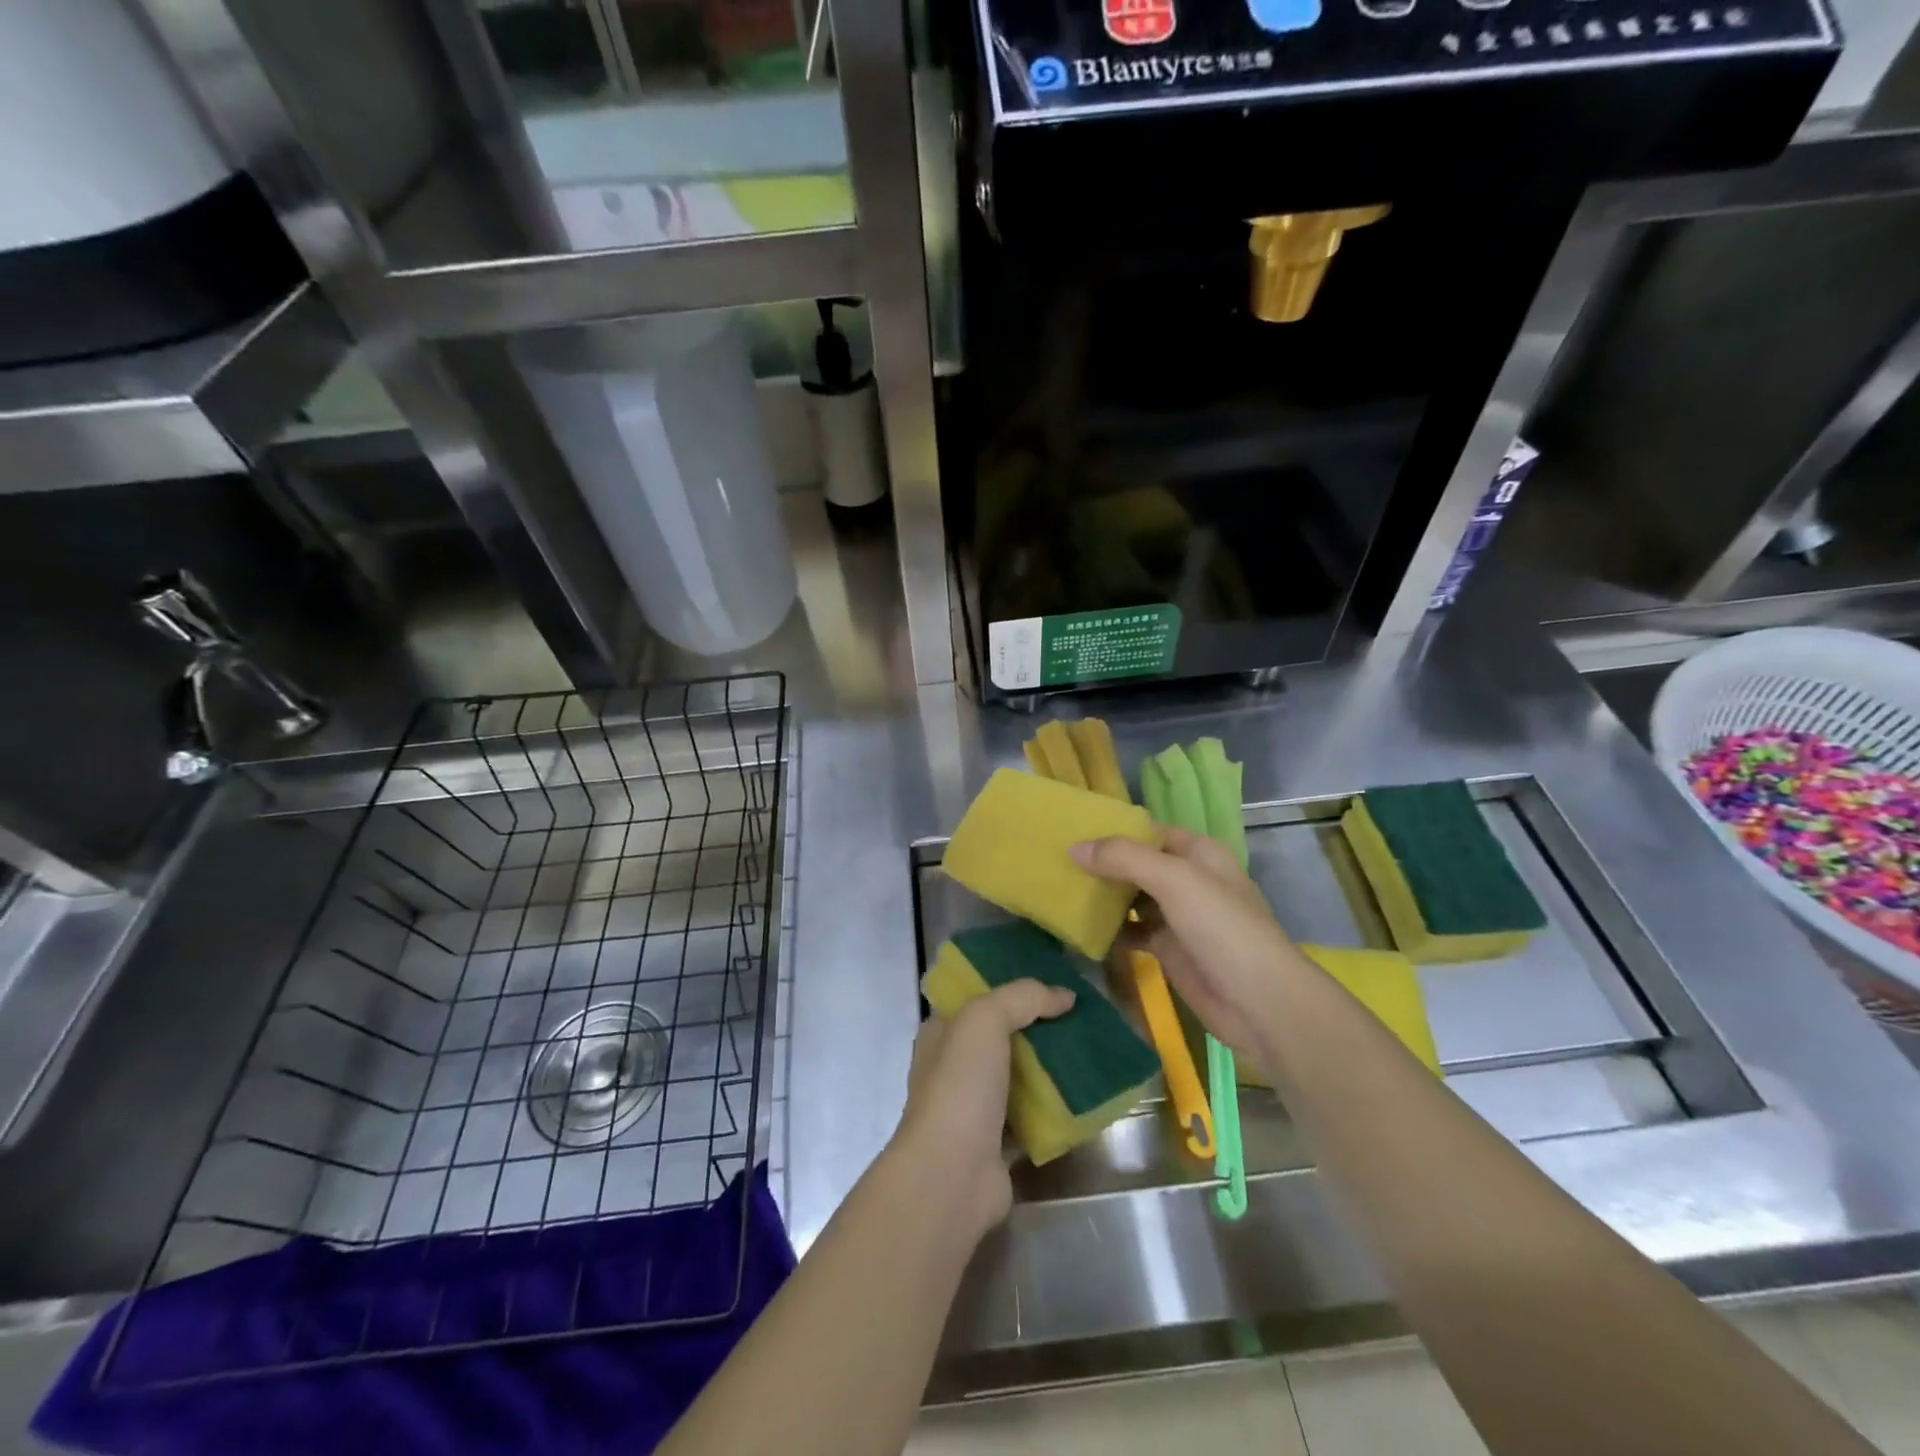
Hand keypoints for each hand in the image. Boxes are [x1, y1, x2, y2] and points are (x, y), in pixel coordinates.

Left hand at [889, 980, 1073, 1234]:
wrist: (952, 1174)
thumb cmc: (960, 1085)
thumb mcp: (985, 1019)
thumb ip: (1023, 998)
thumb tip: (1065, 995)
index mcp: (941, 1033)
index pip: (975, 998)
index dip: (1008, 986)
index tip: (1049, 981)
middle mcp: (954, 1067)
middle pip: (1002, 1037)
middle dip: (1037, 1026)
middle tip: (1079, 1015)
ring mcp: (974, 1108)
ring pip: (1018, 1077)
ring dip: (1049, 1067)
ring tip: (1089, 1050)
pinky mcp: (997, 1144)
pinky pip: (1032, 1117)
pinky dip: (1054, 1109)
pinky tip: (1085, 1096)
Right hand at [1072, 827, 1296, 1065]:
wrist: (1258, 1002)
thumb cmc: (1221, 927)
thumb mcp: (1174, 880)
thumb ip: (1124, 858)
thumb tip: (1074, 847)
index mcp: (1198, 853)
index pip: (1149, 832)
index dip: (1114, 831)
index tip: (1071, 832)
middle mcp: (1188, 880)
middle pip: (1138, 865)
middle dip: (1103, 864)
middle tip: (1057, 862)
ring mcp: (1179, 916)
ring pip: (1133, 899)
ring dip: (1104, 897)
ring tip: (1061, 891)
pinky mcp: (1169, 949)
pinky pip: (1133, 932)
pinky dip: (1111, 931)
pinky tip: (1081, 929)